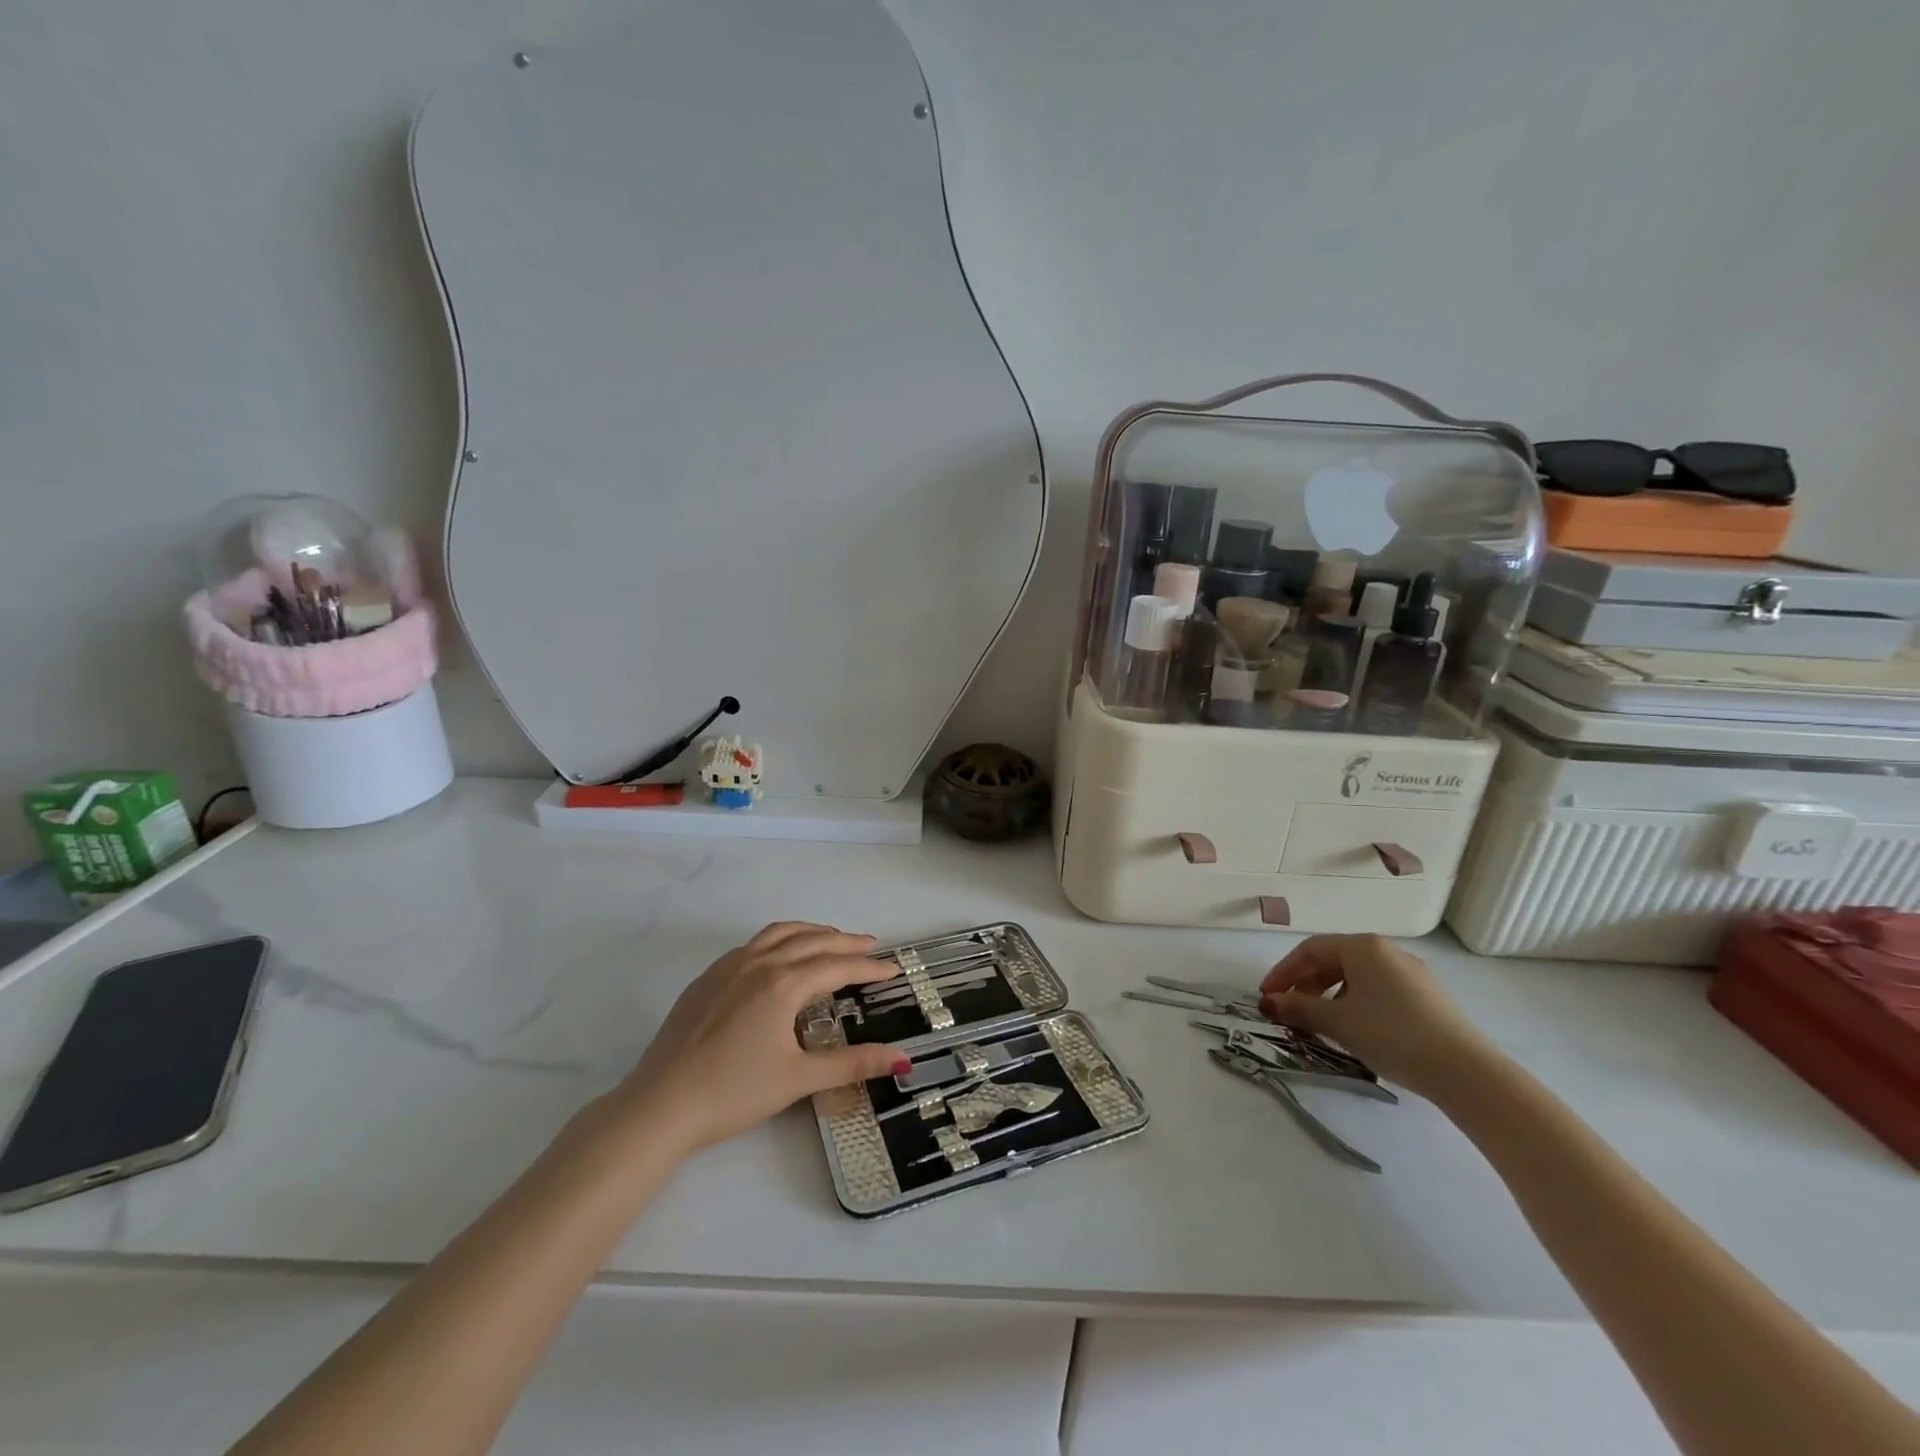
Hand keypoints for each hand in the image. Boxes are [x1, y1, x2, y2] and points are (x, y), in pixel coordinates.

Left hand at [615, 922, 908, 1152]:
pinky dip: (779, 940)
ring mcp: (728, 966)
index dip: (869, 968)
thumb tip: (903, 1059)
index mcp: (783, 983)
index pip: (837, 966)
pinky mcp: (706, 978)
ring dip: (811, 932)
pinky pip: (752, 944)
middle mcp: (758, 963)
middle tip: (871, 946)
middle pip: (812, 941)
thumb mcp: (799, 1078)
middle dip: (845, 942)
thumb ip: (852, 1064)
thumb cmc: (734, 1092)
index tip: (893, 969)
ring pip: (779, 934)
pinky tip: (779, 957)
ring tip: (831, 939)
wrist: (660, 1105)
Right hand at [1259, 934, 1498, 1098]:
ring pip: (1357, 978)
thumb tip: (1268, 1003)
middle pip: (1333, 961)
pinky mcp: (1428, 998)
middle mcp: (1387, 951)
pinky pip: (1379, 992)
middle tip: (1290, 1011)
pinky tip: (1356, 1031)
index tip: (1267, 996)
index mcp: (1362, 947)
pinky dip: (1356, 1005)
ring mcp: (1412, 974)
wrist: (1464, 1071)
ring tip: (1320, 1025)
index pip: (1310, 950)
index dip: (1283, 972)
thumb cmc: (1390, 1034)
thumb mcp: (1336, 1022)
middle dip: (1306, 985)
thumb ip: (1298, 1008)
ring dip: (1330, 997)